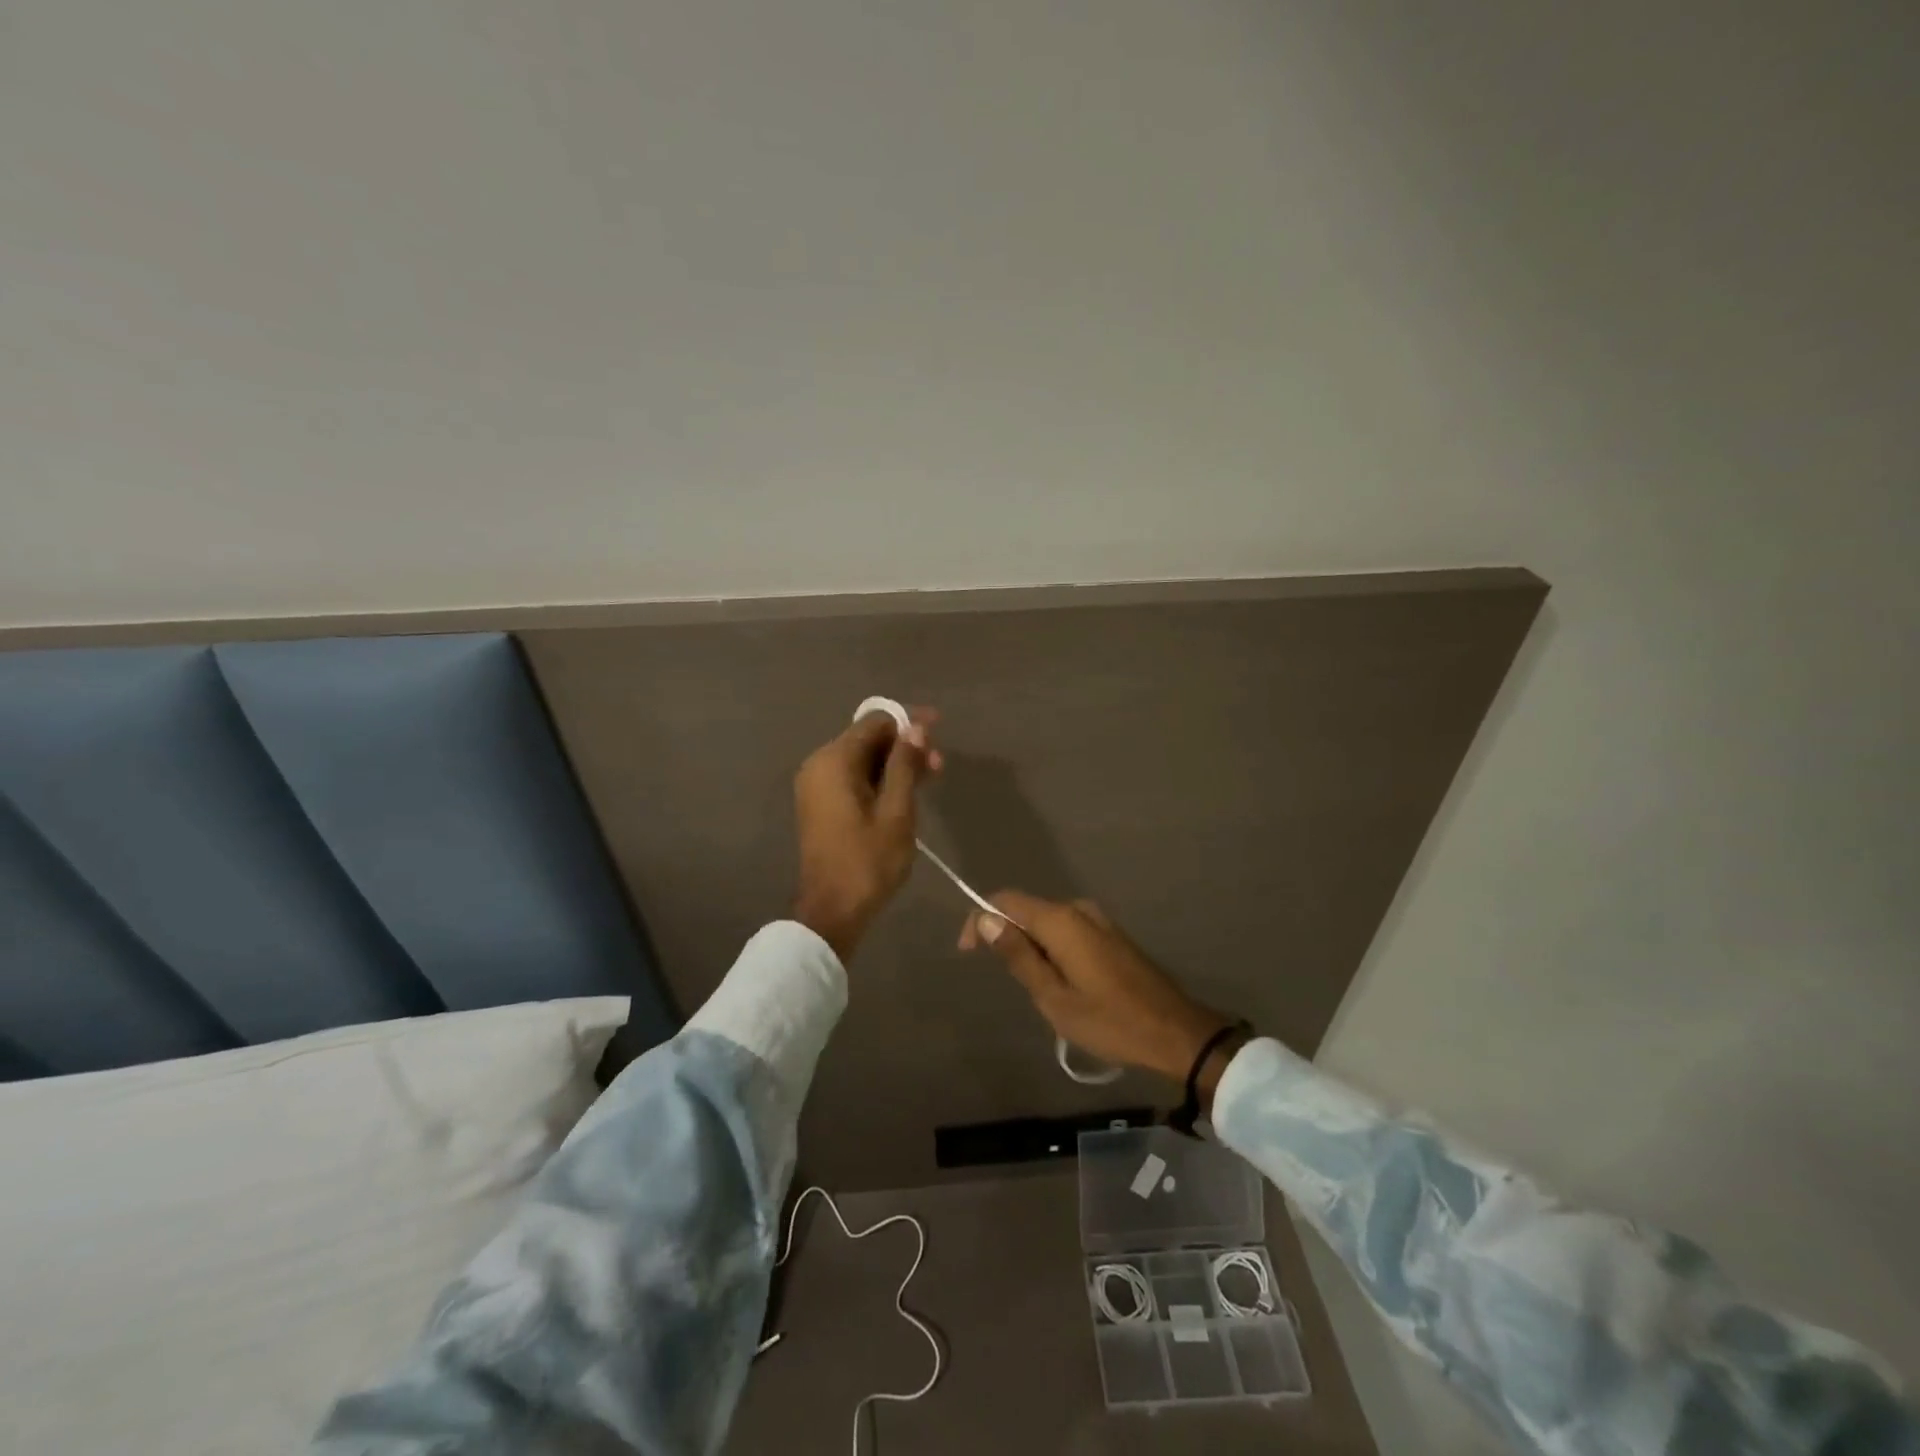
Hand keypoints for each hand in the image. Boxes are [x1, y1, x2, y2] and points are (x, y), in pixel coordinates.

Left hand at [791, 706, 941, 960]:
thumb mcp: (897, 811)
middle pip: (868, 739)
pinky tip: (906, 792)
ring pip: (862, 759)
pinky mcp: (821, 803)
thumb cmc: (868, 861)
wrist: (833, 911)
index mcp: (834, 761)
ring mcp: (817, 785)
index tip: (939, 730)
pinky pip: (853, 778)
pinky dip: (879, 779)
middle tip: (939, 765)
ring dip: (895, 764)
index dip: (909, 722)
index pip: (875, 722)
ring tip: (930, 779)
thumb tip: (916, 727)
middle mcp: (819, 764)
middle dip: (905, 746)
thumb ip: (905, 764)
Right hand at [959, 892, 1238, 1088]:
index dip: (980, 918)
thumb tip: (985, 919)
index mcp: (1061, 920)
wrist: (1175, 1032)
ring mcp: (1098, 920)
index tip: (967, 952)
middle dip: (1008, 937)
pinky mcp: (1110, 935)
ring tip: (1038, 990)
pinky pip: (1068, 931)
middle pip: (1027, 910)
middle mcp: (1078, 909)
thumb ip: (1018, 955)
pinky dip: (1053, 950)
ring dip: (1032, 947)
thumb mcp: (1053, 997)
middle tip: (1009, 983)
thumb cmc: (1109, 1020)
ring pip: (1047, 923)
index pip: (1005, 901)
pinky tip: (1062, 984)